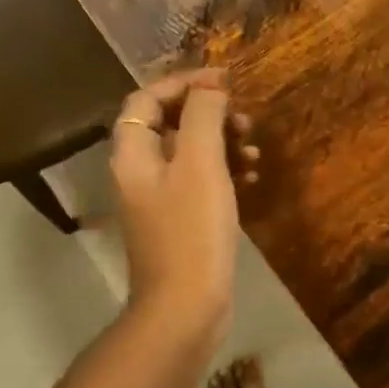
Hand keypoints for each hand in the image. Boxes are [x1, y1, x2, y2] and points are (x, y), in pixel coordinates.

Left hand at [109, 69, 258, 341]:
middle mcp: (140, 172)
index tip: (225, 81)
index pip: (147, 99)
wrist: (186, 306)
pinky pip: (201, 183)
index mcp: (134, 153)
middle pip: (170, 125)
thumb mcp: (201, 165)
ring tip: (254, 151)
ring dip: (223, 144)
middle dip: (209, 115)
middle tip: (245, 121)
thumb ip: (203, 117)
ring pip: (190, 154)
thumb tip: (210, 88)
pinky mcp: (181, 222)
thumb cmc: (192, 231)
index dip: (183, 83)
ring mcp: (159, 200)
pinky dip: (226, 173)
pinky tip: (252, 179)